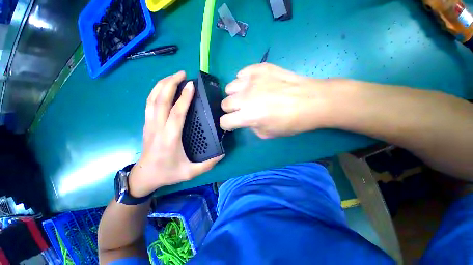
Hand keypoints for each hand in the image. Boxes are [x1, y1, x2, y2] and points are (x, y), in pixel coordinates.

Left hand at [129, 71, 223, 197]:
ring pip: (152, 99)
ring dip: (162, 84)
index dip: (184, 98)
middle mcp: (157, 128)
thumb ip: (208, 164)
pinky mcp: (147, 124)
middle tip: (182, 74)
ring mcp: (150, 124)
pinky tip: (163, 87)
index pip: (176, 113)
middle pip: (160, 100)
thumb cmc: (168, 173)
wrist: (145, 176)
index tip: (191, 85)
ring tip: (173, 76)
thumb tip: (223, 153)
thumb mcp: (190, 172)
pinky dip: (155, 91)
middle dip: (170, 84)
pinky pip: (149, 103)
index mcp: (170, 138)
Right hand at [220, 63, 332, 137]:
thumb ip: (250, 126)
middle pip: (225, 103)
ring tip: (247, 96)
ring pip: (230, 87)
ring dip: (236, 94)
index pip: (225, 121)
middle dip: (231, 110)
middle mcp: (245, 97)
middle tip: (241, 110)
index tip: (233, 124)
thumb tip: (245, 119)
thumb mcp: (267, 133)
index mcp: (248, 116)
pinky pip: (241, 73)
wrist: (311, 101)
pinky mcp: (259, 68)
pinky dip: (244, 81)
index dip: (227, 125)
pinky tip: (254, 85)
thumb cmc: (291, 122)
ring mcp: (252, 80)